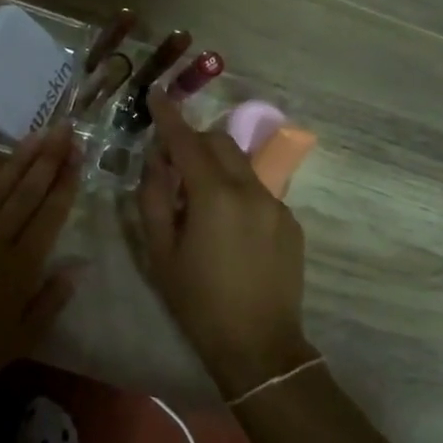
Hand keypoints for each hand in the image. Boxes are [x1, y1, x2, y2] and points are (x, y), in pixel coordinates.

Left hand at [0, 126, 81, 408]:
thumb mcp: (24, 337)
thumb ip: (52, 299)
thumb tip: (80, 266)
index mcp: (21, 267)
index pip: (50, 214)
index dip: (66, 181)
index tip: (79, 154)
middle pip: (27, 192)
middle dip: (48, 158)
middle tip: (64, 128)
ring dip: (17, 160)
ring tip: (35, 134)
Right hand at [136, 88, 314, 401]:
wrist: (259, 347)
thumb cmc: (198, 302)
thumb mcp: (161, 252)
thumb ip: (153, 198)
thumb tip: (155, 161)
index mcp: (214, 195)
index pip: (186, 141)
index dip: (169, 116)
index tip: (156, 94)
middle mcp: (250, 189)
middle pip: (219, 143)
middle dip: (193, 141)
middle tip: (171, 165)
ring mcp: (276, 205)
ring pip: (241, 165)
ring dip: (215, 165)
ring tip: (197, 201)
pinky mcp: (290, 223)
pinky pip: (257, 190)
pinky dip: (235, 191)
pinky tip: (226, 227)